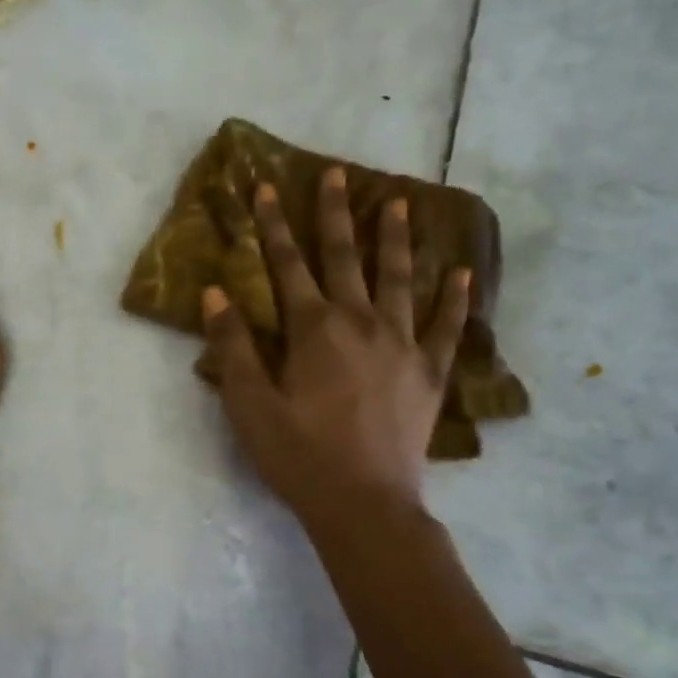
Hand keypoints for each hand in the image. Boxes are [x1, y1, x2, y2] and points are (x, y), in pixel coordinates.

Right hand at [203, 167, 469, 525]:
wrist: (363, 503)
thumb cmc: (298, 455)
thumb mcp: (249, 404)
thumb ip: (232, 346)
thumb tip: (215, 293)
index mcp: (313, 329)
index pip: (287, 265)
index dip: (274, 226)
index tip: (267, 188)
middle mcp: (360, 323)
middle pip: (346, 258)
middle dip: (336, 214)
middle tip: (338, 173)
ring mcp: (403, 345)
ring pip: (400, 279)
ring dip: (398, 239)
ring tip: (400, 202)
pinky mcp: (430, 374)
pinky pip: (448, 328)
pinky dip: (455, 300)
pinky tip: (462, 273)